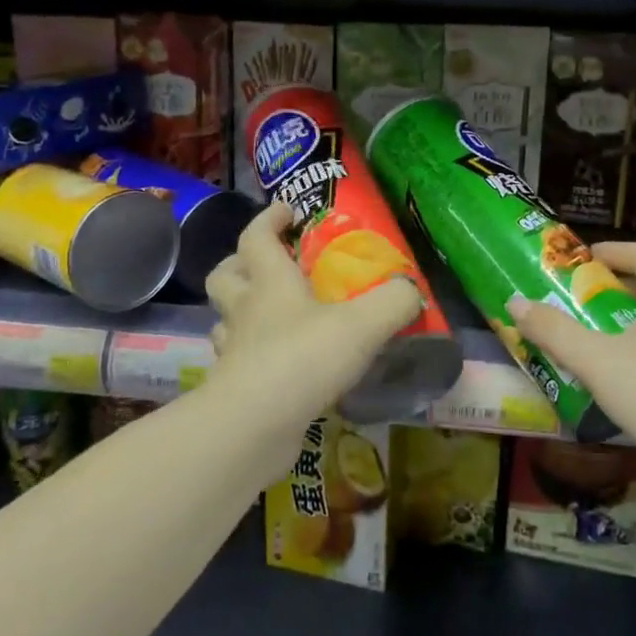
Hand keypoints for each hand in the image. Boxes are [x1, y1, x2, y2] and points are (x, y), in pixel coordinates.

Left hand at [205, 202, 422, 422]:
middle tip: (269, 265)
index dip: (269, 218)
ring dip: (241, 312)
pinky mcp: (233, 388)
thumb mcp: (363, 324)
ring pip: (225, 319)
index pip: (257, 236)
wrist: (253, 425)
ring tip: (271, 316)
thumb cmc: (304, 358)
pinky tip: (277, 364)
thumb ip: (393, 302)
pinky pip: (237, 361)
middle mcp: (245, 310)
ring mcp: (234, 350)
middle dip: (240, 263)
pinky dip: (251, 355)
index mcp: (270, 282)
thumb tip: (411, 290)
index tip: (286, 210)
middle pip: (225, 276)